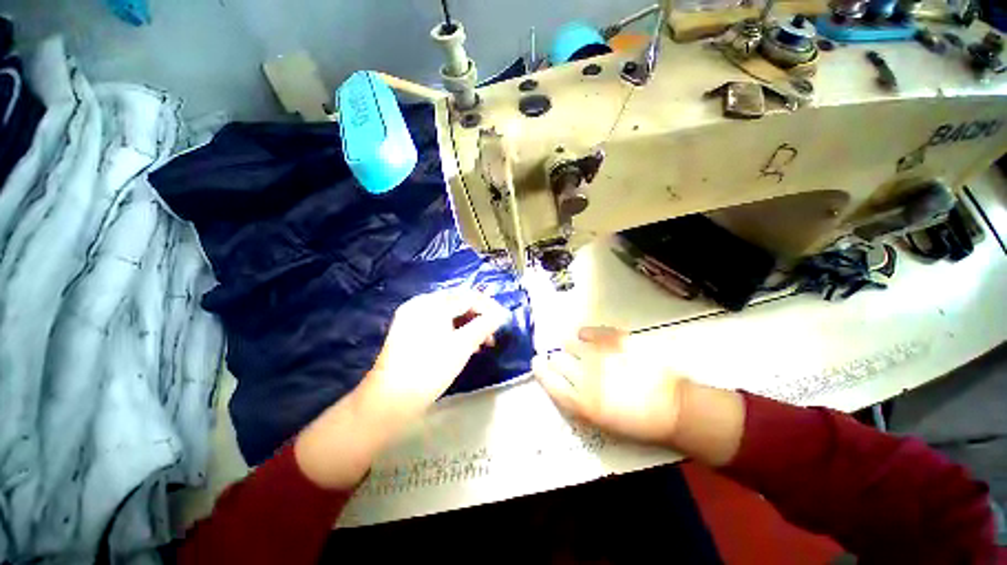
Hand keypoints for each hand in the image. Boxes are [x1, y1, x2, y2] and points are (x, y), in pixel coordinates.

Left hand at [295, 289, 507, 488]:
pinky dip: (453, 330)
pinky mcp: (408, 329)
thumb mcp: (462, 346)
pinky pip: (437, 322)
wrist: (390, 400)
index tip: (503, 320)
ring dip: (467, 324)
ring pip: (448, 313)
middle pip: (457, 302)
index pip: (468, 296)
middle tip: (492, 334)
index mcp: (431, 303)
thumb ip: (484, 326)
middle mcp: (420, 303)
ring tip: (481, 343)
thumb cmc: (430, 370)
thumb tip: (501, 315)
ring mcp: (411, 315)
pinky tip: (463, 344)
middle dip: (478, 316)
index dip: (489, 307)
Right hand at [532, 327, 686, 444]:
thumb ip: (575, 400)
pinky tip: (588, 338)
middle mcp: (585, 376)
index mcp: (580, 402)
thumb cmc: (636, 422)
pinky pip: (587, 331)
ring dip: (571, 348)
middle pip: (557, 360)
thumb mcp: (599, 421)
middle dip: (558, 360)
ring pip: (569, 343)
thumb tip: (562, 380)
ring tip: (582, 351)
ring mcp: (599, 355)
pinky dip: (584, 334)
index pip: (549, 380)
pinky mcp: (613, 340)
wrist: (672, 408)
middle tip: (566, 361)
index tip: (537, 363)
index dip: (540, 370)